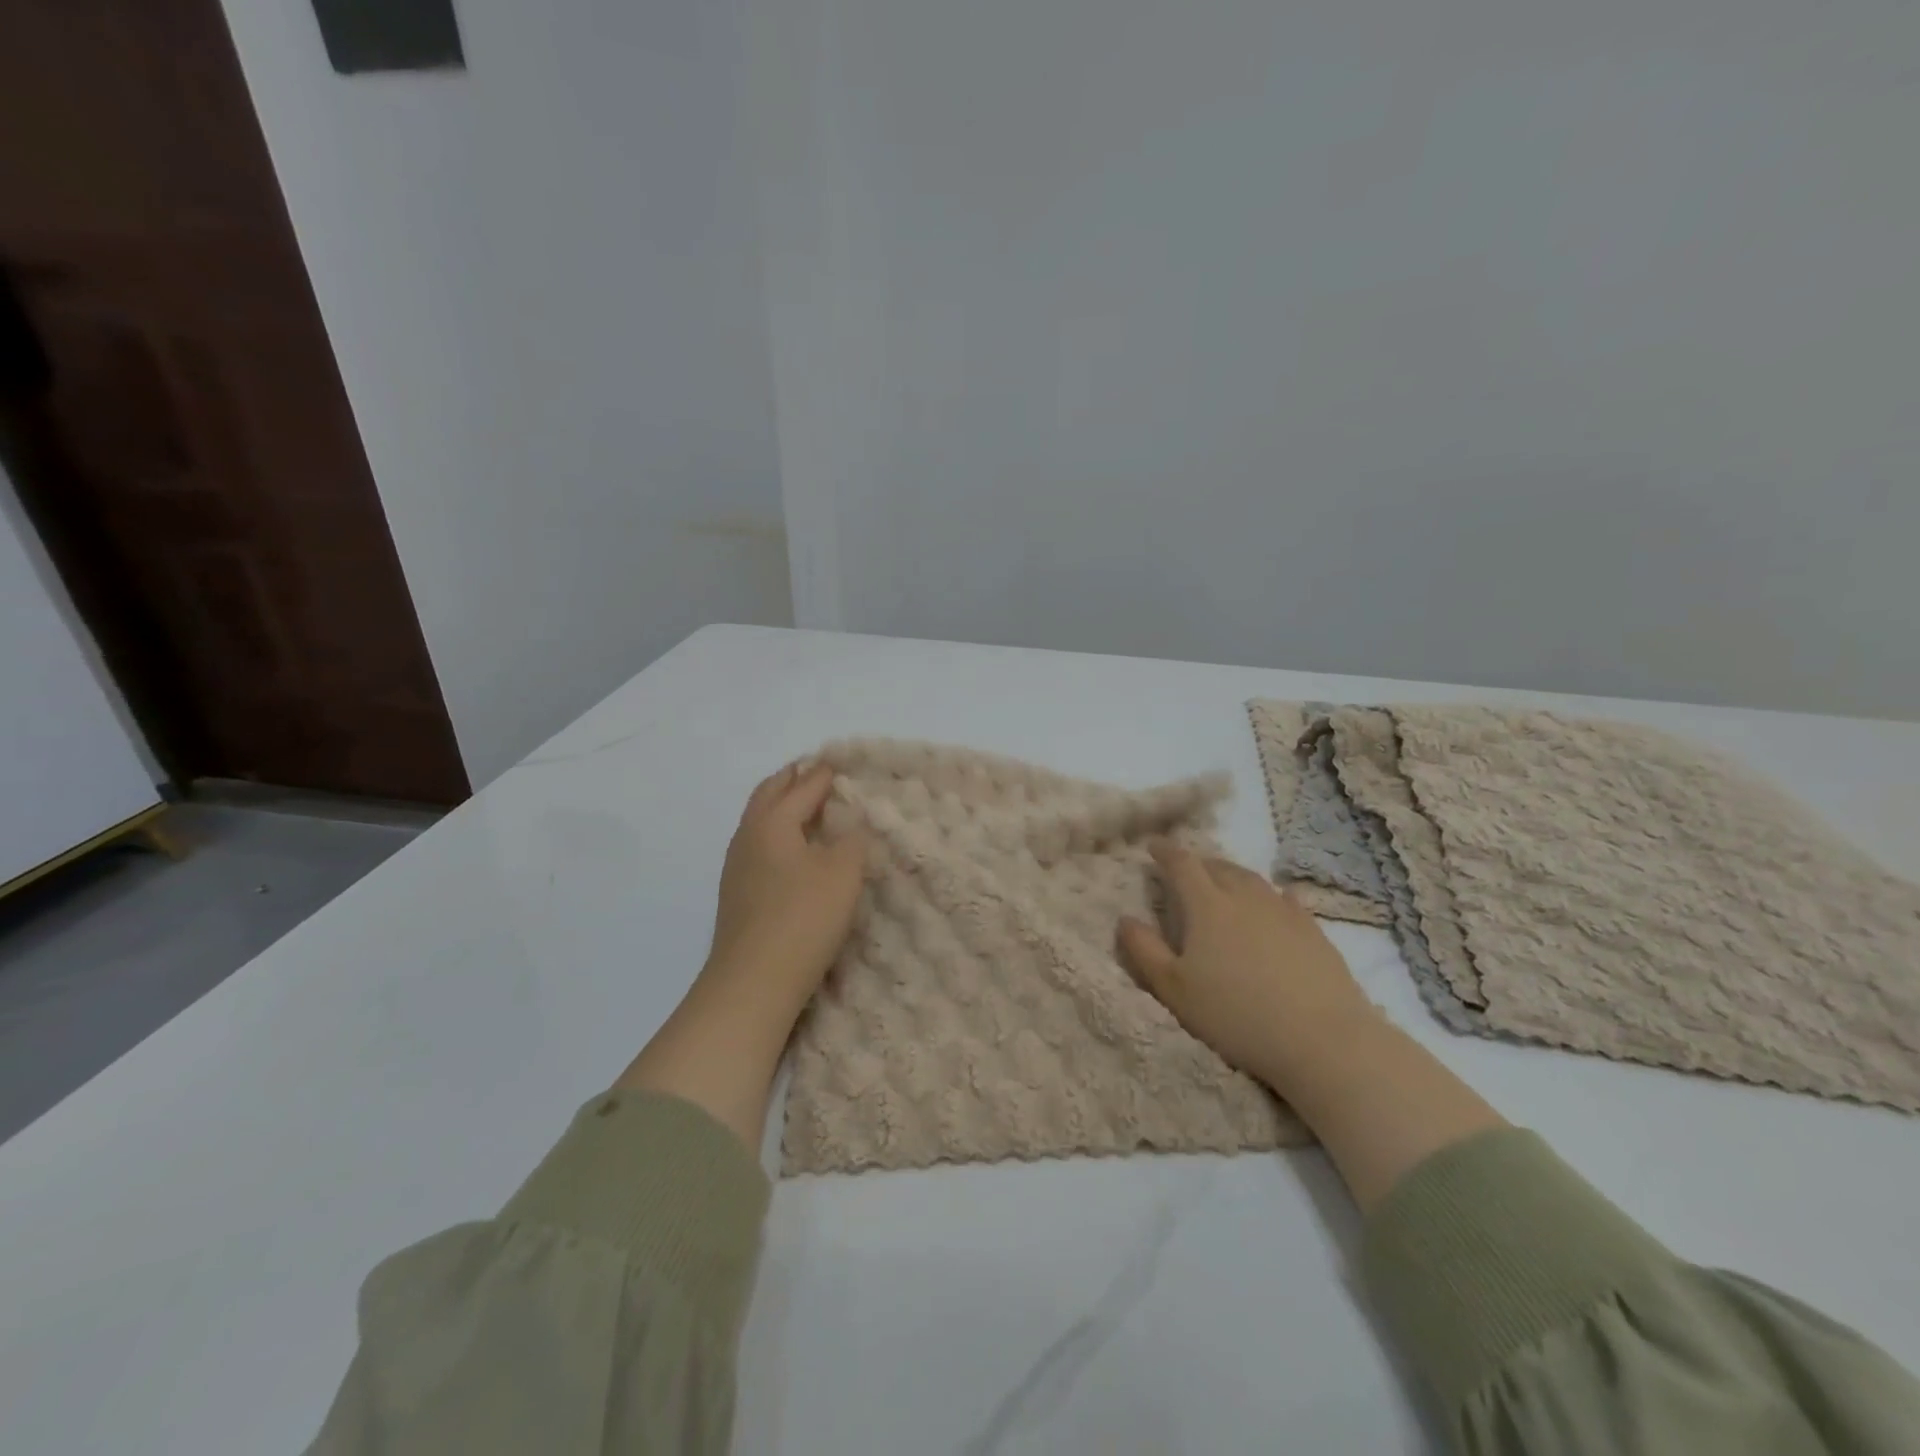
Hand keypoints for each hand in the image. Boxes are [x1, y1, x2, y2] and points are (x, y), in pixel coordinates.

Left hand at [703, 761, 868, 1012]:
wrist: (752, 983)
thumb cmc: (802, 918)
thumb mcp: (843, 873)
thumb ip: (853, 840)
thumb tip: (852, 825)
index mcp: (772, 822)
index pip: (803, 785)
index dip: (825, 772)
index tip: (844, 761)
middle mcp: (748, 836)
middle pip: (770, 794)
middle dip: (794, 779)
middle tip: (820, 773)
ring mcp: (738, 867)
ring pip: (761, 821)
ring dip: (783, 806)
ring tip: (811, 807)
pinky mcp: (739, 894)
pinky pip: (761, 846)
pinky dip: (780, 833)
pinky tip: (796, 851)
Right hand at [1119, 840, 1379, 1095]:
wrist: (1323, 1040)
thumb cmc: (1237, 1015)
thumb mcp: (1174, 989)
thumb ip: (1144, 950)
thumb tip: (1124, 919)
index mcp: (1207, 905)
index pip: (1181, 864)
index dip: (1165, 851)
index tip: (1153, 845)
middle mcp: (1244, 896)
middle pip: (1217, 866)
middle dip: (1197, 863)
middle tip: (1185, 869)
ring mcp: (1283, 910)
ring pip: (1251, 879)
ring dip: (1231, 875)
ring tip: (1223, 882)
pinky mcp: (1312, 930)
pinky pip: (1285, 898)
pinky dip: (1270, 894)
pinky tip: (1274, 901)